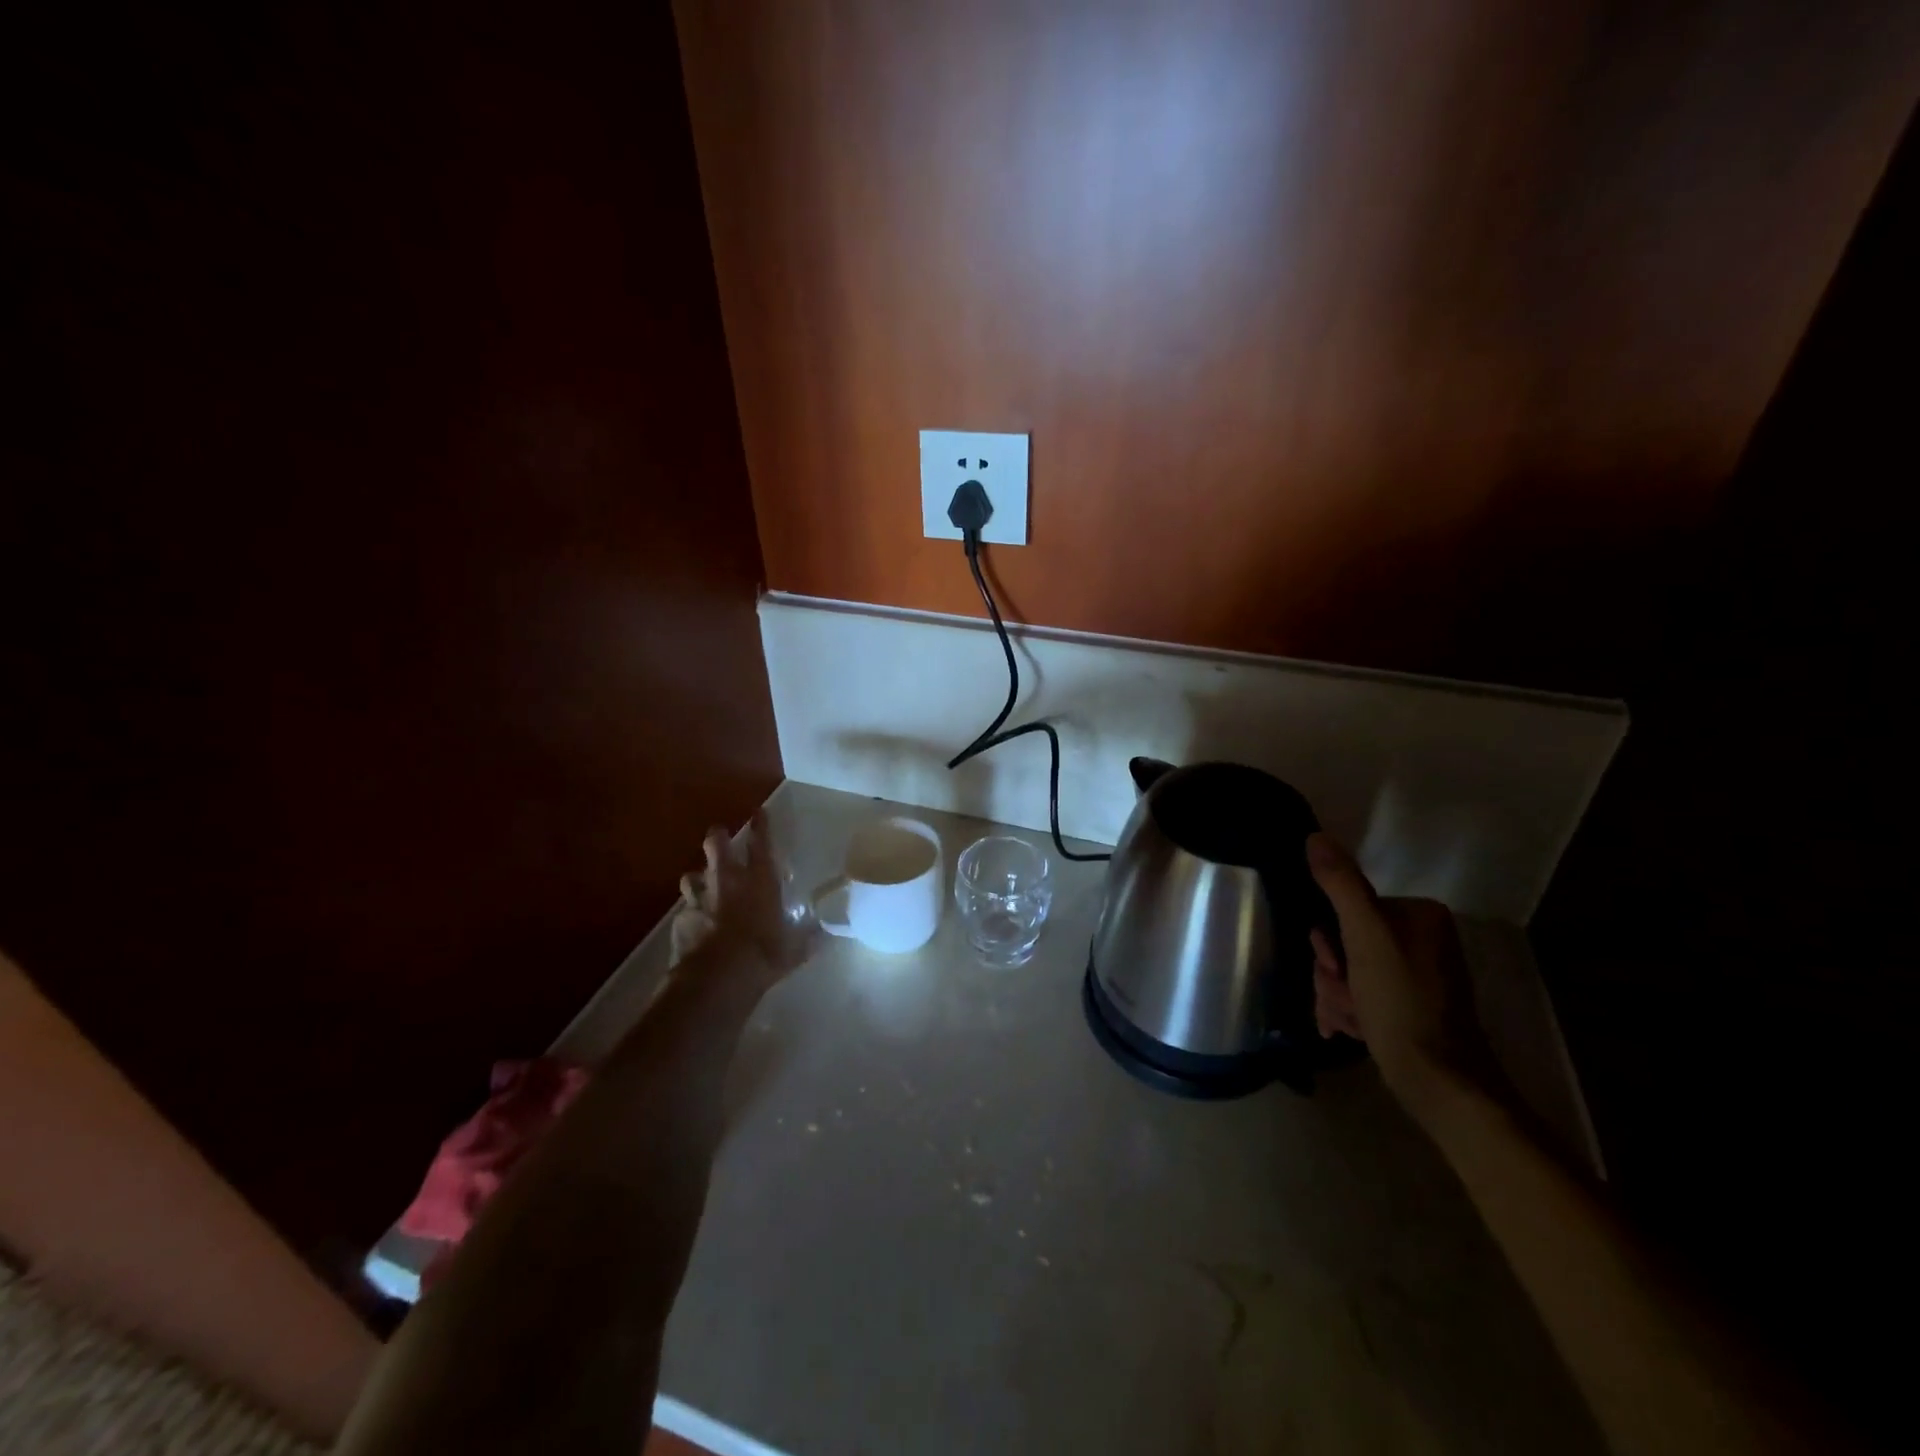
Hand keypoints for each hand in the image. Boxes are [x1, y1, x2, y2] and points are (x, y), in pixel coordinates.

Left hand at [675, 810, 820, 983]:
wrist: (716, 979)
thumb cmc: (763, 956)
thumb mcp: (794, 950)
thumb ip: (806, 939)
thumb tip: (822, 935)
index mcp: (760, 882)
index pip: (761, 844)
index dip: (761, 826)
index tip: (759, 812)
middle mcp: (728, 881)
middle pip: (716, 844)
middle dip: (719, 837)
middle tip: (722, 839)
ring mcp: (700, 898)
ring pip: (692, 874)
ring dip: (699, 876)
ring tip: (704, 883)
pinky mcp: (680, 919)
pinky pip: (685, 908)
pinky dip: (691, 911)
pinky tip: (696, 923)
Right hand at [1306, 832, 1495, 1114]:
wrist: (1440, 1083)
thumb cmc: (1403, 1003)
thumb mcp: (1365, 936)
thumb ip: (1340, 884)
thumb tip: (1315, 836)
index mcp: (1418, 914)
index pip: (1347, 909)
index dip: (1330, 941)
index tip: (1335, 966)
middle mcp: (1421, 938)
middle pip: (1345, 942)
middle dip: (1332, 974)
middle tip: (1344, 997)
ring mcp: (1415, 974)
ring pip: (1347, 971)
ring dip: (1336, 996)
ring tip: (1348, 1021)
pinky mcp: (1409, 1005)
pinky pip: (1361, 994)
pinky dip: (1349, 1011)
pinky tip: (1351, 1030)